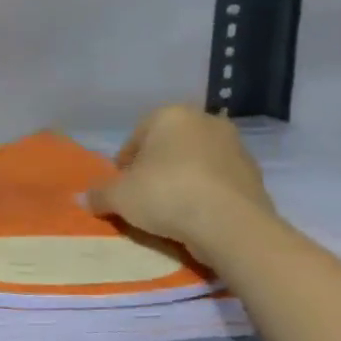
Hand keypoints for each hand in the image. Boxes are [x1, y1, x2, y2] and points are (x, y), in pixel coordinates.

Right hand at [86, 104, 274, 255]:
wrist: (230, 225)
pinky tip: (196, 217)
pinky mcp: (256, 176)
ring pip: (196, 164)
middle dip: (156, 169)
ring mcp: (236, 148)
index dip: (125, 165)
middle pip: (168, 148)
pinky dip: (207, 195)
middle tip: (144, 197)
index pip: (136, 138)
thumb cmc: (165, 194)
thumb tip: (83, 198)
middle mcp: (206, 122)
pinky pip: (218, 183)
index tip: (122, 188)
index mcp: (170, 115)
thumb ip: (98, 194)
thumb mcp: (118, 196)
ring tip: (171, 211)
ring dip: (183, 181)